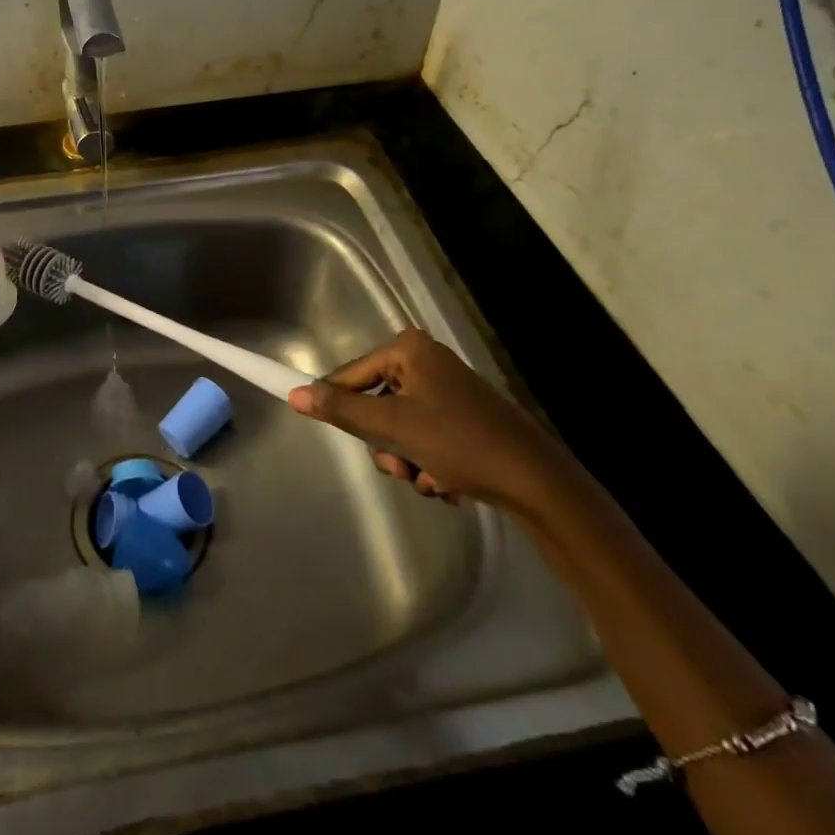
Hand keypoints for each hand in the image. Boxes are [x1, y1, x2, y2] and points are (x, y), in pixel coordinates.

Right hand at [287, 327, 570, 512]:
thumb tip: (296, 395)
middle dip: (386, 444)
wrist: (537, 484)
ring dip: (406, 459)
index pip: (351, 374)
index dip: (335, 403)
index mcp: (409, 350)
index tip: (319, 426)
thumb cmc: (460, 443)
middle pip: (375, 404)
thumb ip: (342, 410)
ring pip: (398, 427)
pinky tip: (448, 482)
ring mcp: (446, 390)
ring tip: (429, 478)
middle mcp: (426, 362)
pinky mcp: (463, 418)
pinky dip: (428, 463)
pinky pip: (423, 437)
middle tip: (400, 464)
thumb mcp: (393, 427)